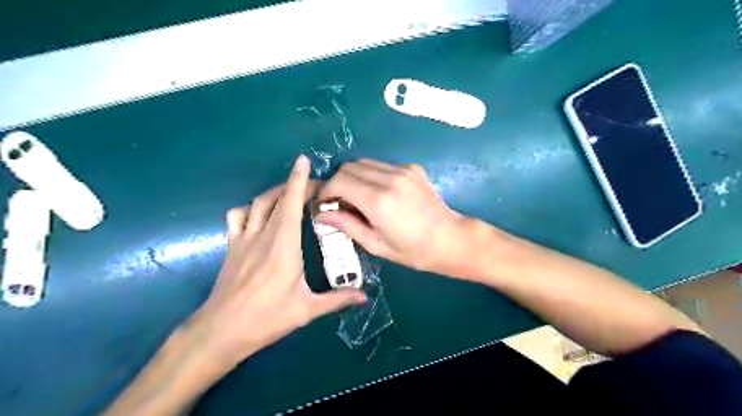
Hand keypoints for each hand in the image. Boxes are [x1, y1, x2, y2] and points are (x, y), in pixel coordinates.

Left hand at [187, 155, 366, 366]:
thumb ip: (337, 299)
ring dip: (274, 193)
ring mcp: (243, 239)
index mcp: (284, 246)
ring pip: (257, 203)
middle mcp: (263, 235)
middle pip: (276, 198)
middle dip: (294, 184)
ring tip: (289, 195)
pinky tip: (259, 216)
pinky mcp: (231, 246)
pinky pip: (238, 216)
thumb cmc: (266, 319)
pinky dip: (250, 208)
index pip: (291, 205)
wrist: (221, 331)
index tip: (304, 161)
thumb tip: (364, 296)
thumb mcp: (306, 310)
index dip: (298, 180)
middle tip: (314, 186)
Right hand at [314, 159, 465, 275]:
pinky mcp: (412, 167)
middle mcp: (390, 178)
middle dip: (337, 182)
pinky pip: (381, 165)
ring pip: (364, 162)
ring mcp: (403, 170)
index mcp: (379, 201)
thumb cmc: (413, 251)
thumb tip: (321, 214)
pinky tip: (378, 192)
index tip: (323, 204)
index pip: (339, 182)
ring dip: (353, 177)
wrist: (451, 239)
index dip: (325, 191)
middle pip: (348, 167)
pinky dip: (371, 175)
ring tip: (356, 197)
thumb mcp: (376, 244)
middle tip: (338, 202)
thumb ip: (346, 225)